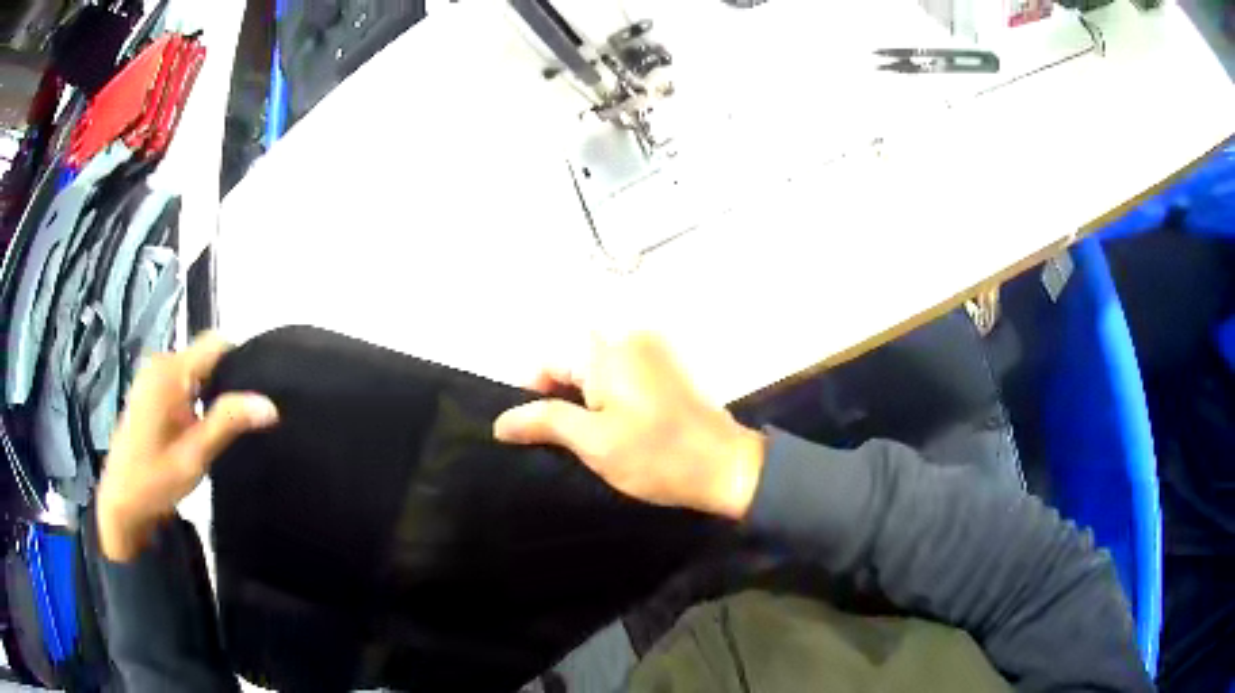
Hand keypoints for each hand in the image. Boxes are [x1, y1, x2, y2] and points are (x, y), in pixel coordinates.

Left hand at [95, 334, 277, 561]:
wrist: (121, 502)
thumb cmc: (155, 480)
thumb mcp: (195, 455)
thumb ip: (228, 423)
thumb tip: (269, 404)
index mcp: (170, 372)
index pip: (216, 344)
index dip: (240, 362)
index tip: (255, 395)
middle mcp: (159, 363)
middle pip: (204, 356)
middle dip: (224, 382)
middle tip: (239, 422)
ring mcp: (151, 375)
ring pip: (193, 369)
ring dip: (208, 392)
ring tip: (220, 427)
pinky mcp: (147, 389)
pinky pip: (180, 381)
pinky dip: (194, 397)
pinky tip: (197, 428)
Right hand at [494, 334, 764, 519]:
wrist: (725, 467)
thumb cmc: (656, 456)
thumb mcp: (593, 442)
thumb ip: (544, 422)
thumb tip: (501, 421)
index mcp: (608, 351)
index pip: (549, 362)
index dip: (534, 396)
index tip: (536, 434)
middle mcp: (630, 339)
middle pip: (574, 363)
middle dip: (561, 399)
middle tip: (565, 441)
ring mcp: (654, 352)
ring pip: (598, 371)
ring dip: (586, 401)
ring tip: (589, 440)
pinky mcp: (668, 370)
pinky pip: (623, 376)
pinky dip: (611, 398)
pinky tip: (618, 429)